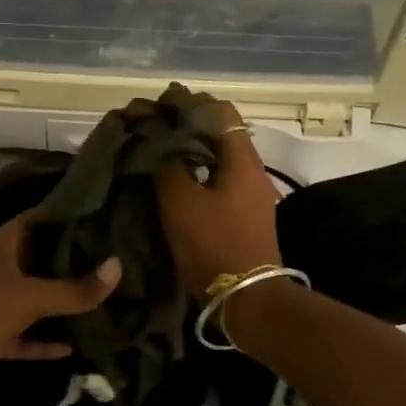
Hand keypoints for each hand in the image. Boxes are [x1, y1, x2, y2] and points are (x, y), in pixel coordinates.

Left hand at [0, 214, 120, 403]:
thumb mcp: (31, 297)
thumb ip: (75, 289)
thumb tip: (117, 268)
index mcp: (0, 246)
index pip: (37, 220)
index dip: (65, 215)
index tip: (99, 215)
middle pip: (37, 258)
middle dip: (70, 260)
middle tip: (110, 257)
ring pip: (32, 299)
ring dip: (58, 303)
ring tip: (98, 297)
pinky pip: (24, 335)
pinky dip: (43, 341)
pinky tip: (73, 347)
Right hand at [153, 98, 281, 296]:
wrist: (246, 299)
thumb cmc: (213, 243)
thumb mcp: (180, 202)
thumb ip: (168, 166)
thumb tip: (160, 147)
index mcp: (242, 160)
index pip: (221, 112)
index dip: (191, 105)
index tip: (161, 110)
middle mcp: (252, 172)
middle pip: (220, 136)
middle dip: (187, 132)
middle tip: (152, 136)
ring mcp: (251, 196)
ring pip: (218, 162)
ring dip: (190, 157)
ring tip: (157, 160)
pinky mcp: (245, 217)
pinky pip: (219, 184)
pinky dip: (197, 178)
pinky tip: (173, 188)